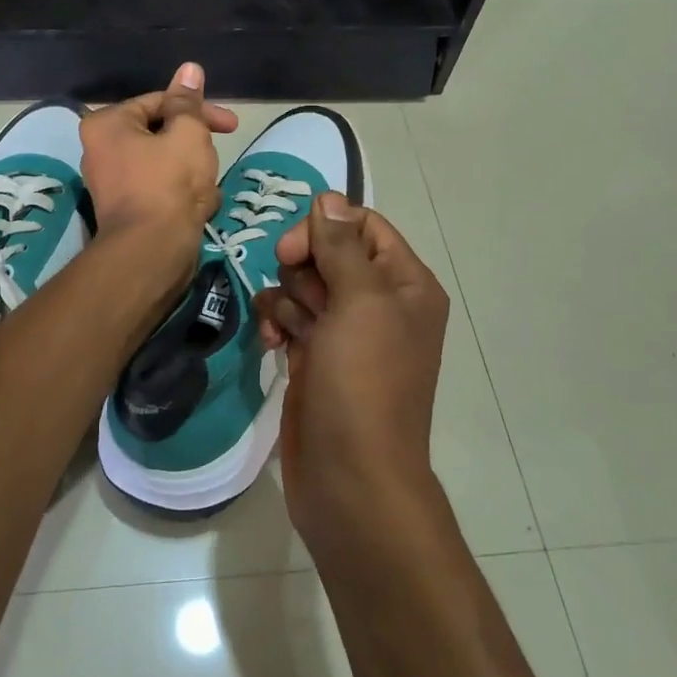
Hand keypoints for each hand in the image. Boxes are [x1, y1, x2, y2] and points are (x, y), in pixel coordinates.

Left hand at [79, 62, 237, 256]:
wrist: (152, 252)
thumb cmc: (169, 184)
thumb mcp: (188, 133)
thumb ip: (189, 102)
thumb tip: (190, 69)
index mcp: (107, 124)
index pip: (159, 102)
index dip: (198, 109)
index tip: (231, 124)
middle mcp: (101, 150)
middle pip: (160, 133)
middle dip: (195, 145)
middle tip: (217, 156)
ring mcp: (112, 183)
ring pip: (164, 163)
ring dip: (192, 171)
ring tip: (207, 188)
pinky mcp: (127, 210)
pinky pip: (160, 189)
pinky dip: (182, 194)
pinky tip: (200, 207)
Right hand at [253, 193, 449, 559]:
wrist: (351, 478)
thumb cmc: (364, 384)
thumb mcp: (360, 304)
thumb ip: (342, 246)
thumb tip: (329, 197)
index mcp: (405, 284)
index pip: (362, 227)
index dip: (324, 230)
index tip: (292, 252)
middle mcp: (379, 304)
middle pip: (328, 254)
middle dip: (303, 271)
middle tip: (303, 303)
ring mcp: (346, 334)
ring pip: (303, 286)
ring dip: (286, 300)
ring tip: (287, 332)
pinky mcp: (316, 359)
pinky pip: (290, 319)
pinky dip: (278, 324)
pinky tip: (272, 344)